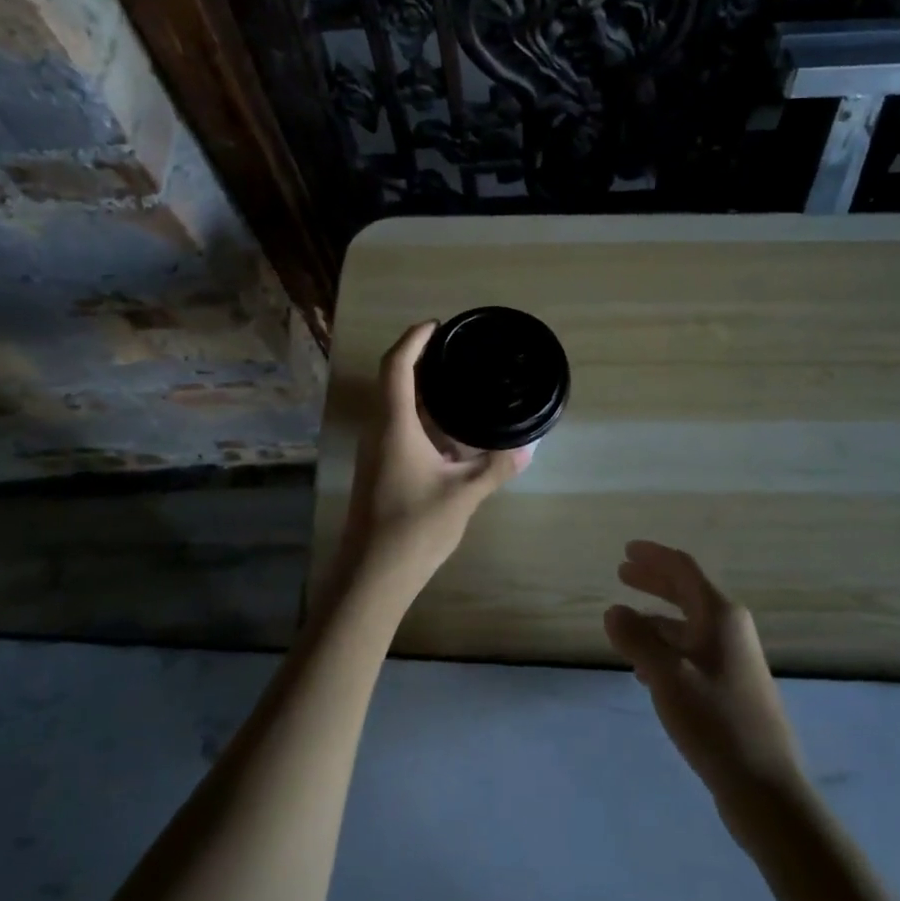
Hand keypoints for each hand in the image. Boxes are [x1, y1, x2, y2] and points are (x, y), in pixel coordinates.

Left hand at [332, 322, 525, 609]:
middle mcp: (379, 430)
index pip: (397, 366)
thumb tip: (527, 449)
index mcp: (394, 425)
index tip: (438, 325)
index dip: (414, 339)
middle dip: (421, 359)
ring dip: (421, 389)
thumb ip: (495, 468)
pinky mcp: (380, 467)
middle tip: (458, 351)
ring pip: (395, 405)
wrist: (372, 575)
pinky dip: (422, 416)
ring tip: (459, 383)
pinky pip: (399, 426)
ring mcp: (376, 450)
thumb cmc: (413, 528)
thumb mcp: (463, 496)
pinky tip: (450, 430)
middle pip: (393, 380)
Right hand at [605, 542, 808, 845]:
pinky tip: (644, 669)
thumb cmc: (715, 721)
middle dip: (654, 581)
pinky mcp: (731, 688)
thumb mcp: (666, 676)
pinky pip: (691, 652)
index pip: (683, 569)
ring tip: (625, 626)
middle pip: (686, 593)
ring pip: (687, 625)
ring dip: (656, 619)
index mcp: (720, 615)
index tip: (626, 550)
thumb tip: (613, 611)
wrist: (765, 788)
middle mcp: (730, 629)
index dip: (654, 556)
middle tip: (622, 573)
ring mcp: (733, 659)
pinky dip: (666, 649)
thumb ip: (636, 639)